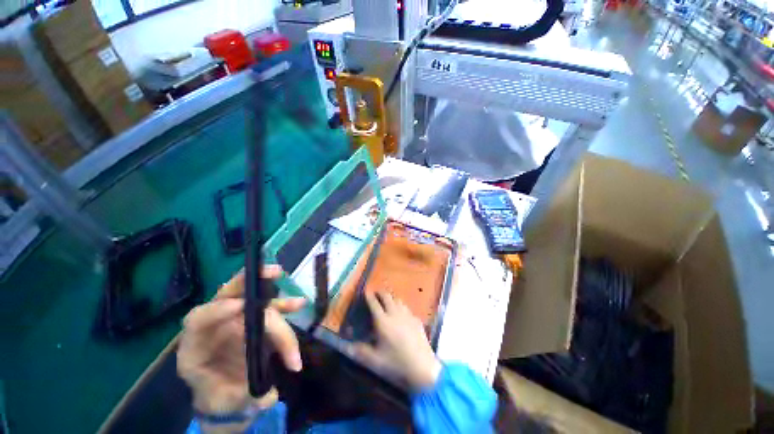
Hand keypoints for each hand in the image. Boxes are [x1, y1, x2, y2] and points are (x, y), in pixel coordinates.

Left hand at [177, 266, 305, 414]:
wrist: (226, 394)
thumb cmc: (219, 398)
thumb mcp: (224, 401)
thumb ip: (241, 395)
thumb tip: (267, 393)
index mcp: (196, 345)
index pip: (198, 320)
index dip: (217, 309)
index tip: (241, 306)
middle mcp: (216, 326)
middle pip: (228, 295)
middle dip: (252, 282)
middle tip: (275, 273)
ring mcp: (237, 320)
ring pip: (255, 299)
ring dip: (277, 296)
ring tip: (297, 301)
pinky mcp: (255, 321)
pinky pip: (271, 309)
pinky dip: (285, 306)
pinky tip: (299, 304)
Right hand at [353, 292, 441, 391]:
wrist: (422, 366)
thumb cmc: (396, 363)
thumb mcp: (375, 360)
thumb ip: (360, 351)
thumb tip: (345, 346)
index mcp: (383, 321)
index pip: (374, 304)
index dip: (369, 296)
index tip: (365, 291)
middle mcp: (395, 313)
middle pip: (387, 296)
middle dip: (380, 293)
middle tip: (376, 294)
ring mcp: (407, 315)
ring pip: (398, 299)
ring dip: (391, 298)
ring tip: (388, 302)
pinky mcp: (416, 319)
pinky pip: (407, 307)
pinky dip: (401, 306)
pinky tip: (401, 314)